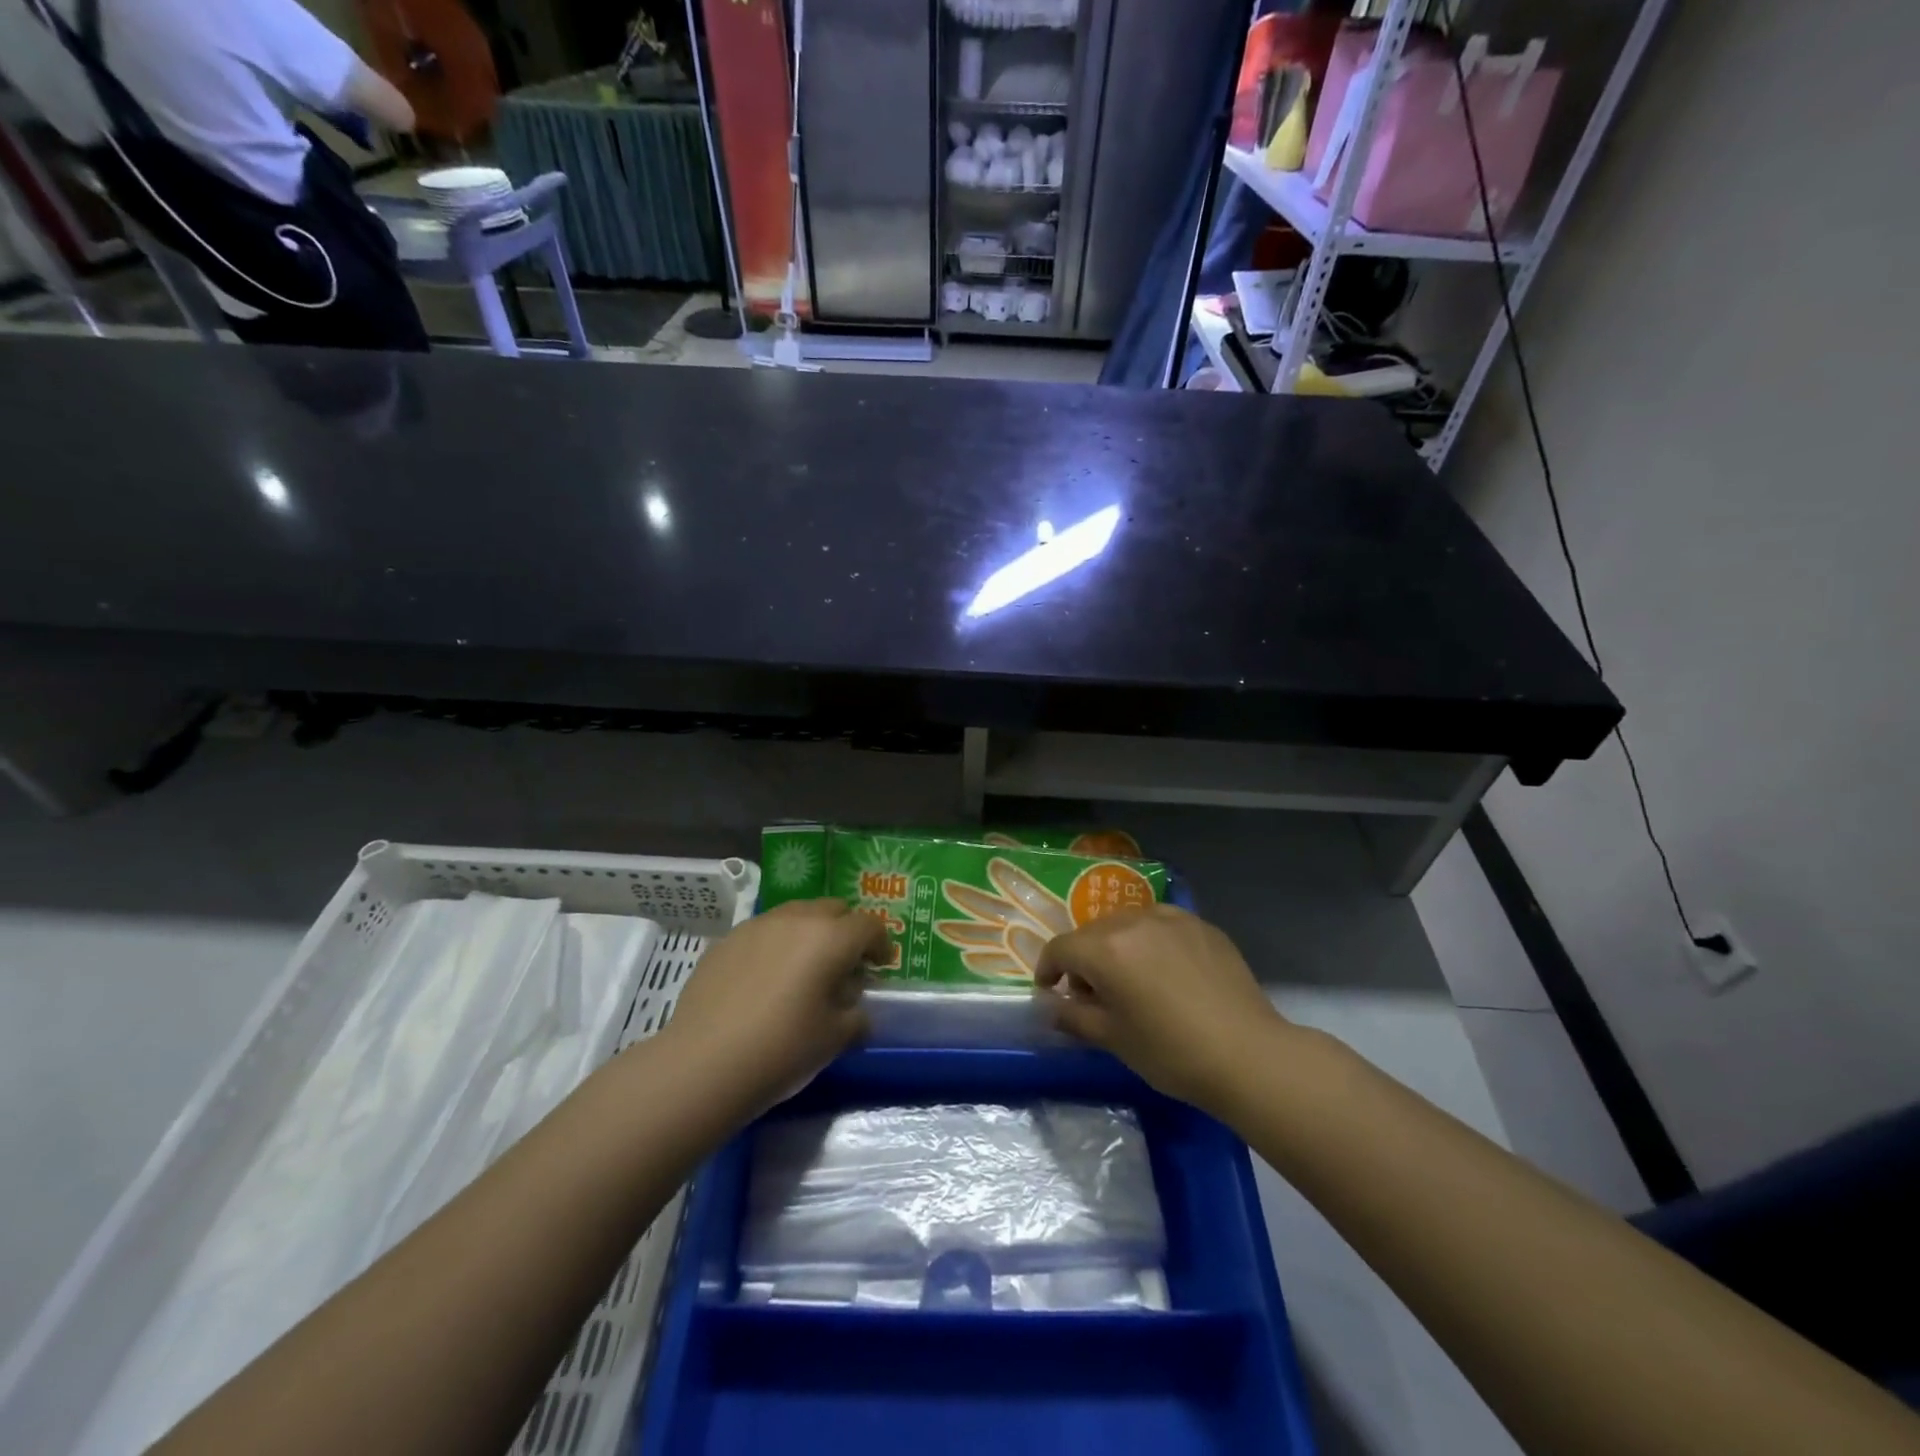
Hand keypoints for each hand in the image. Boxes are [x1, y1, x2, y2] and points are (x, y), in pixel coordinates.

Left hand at [662, 899, 885, 1112]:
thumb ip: (856, 1015)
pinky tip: (764, 982)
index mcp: (831, 938)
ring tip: (803, 970)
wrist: (703, 1064)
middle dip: (845, 931)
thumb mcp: (836, 1039)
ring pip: (795, 915)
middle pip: (832, 910)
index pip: (869, 926)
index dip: (880, 944)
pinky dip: (774, 947)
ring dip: (808, 934)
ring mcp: (756, 926)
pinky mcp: (725, 941)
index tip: (879, 967)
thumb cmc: (782, 1049)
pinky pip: (762, 933)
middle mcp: (796, 919)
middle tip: (844, 965)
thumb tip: (854, 1007)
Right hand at [1035, 904, 1290, 1113]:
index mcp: (1106, 949)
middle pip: (1093, 933)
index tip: (1051, 992)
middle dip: (1084, 960)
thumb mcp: (1113, 1039)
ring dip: (1117, 947)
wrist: (1248, 1055)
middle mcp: (1134, 921)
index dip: (1048, 969)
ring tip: (1131, 981)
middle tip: (1093, 995)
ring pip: (1127, 924)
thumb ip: (1074, 1017)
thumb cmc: (1171, 1052)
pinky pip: (1161, 925)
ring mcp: (1171, 918)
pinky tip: (1166, 973)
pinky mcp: (1201, 925)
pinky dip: (1151, 943)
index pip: (1061, 948)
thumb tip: (1053, 1007)